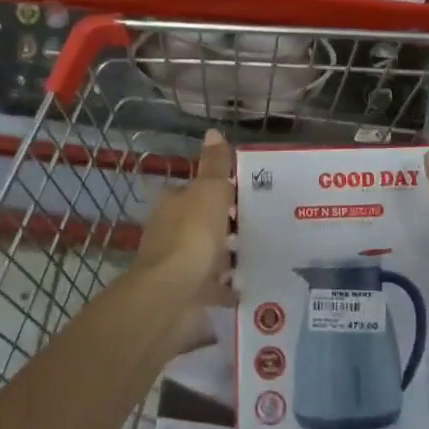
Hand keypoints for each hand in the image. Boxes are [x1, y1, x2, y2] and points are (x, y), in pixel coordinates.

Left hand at [135, 130, 235, 352]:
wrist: (171, 296)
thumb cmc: (192, 235)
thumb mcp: (210, 191)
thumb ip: (215, 165)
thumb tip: (212, 131)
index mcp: (172, 204)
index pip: (193, 190)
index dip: (215, 190)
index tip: (242, 192)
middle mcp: (169, 232)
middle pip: (200, 222)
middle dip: (223, 224)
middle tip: (257, 223)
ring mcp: (176, 266)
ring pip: (206, 255)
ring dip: (225, 255)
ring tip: (258, 253)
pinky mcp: (186, 295)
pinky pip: (212, 287)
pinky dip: (226, 287)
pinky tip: (248, 286)